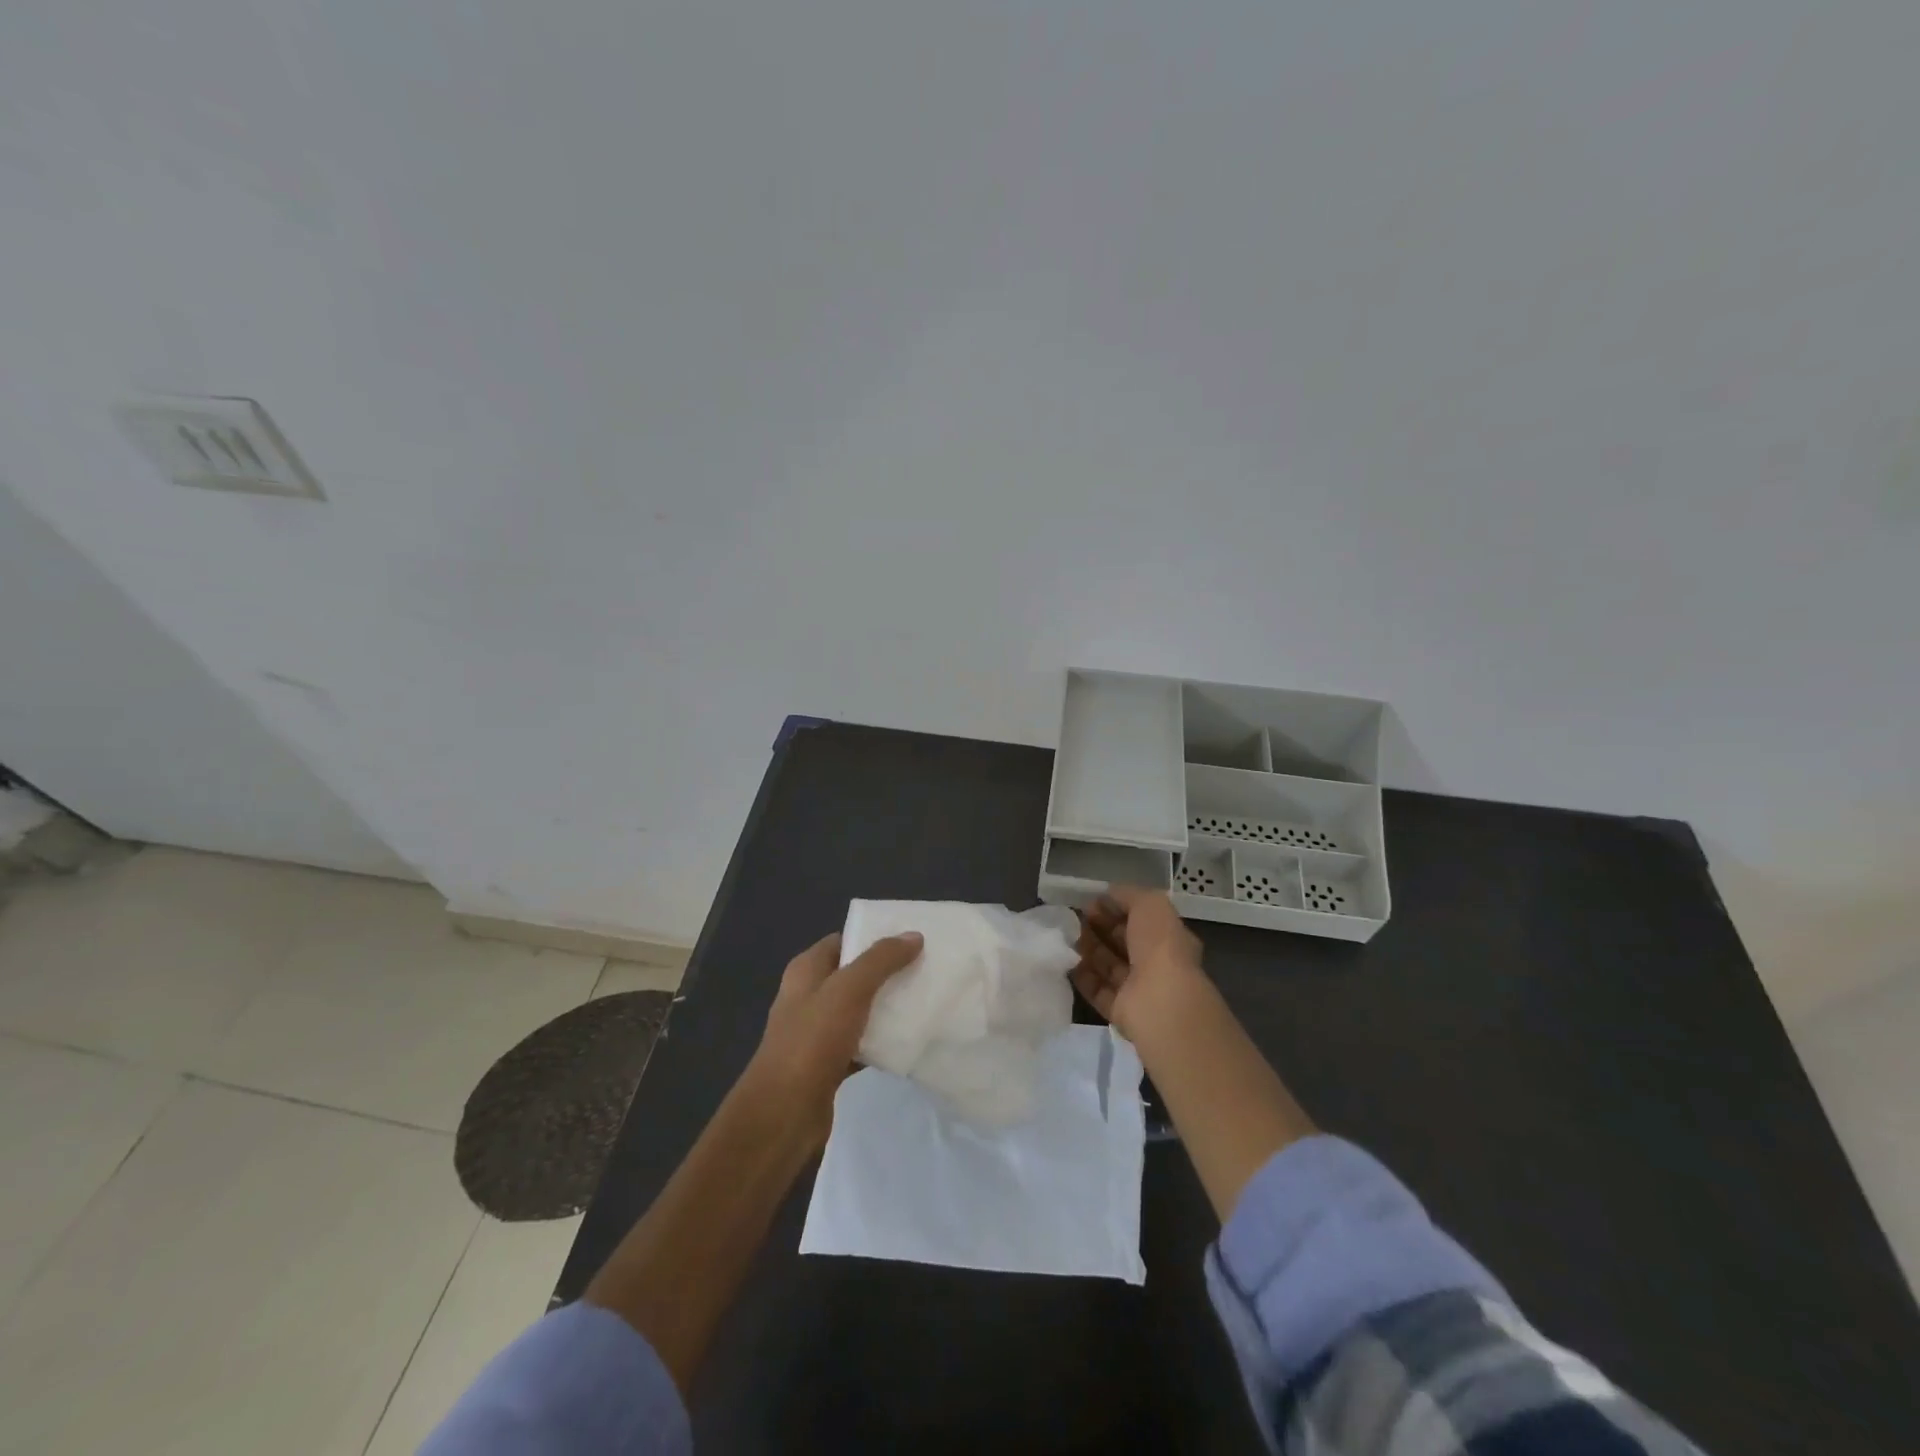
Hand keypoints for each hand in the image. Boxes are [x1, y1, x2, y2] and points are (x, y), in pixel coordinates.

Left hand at [742, 930, 923, 1148]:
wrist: (784, 1113)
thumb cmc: (812, 1041)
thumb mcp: (848, 990)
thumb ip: (881, 960)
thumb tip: (913, 935)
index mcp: (806, 971)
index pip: (843, 941)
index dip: (874, 937)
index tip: (912, 939)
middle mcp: (810, 996)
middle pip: (855, 975)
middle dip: (888, 972)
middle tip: (927, 968)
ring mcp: (819, 1032)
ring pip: (861, 1010)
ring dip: (888, 1007)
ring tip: (927, 1000)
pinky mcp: (830, 1063)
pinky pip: (863, 1043)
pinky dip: (883, 1042)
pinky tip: (910, 1041)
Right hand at [1072, 886, 1206, 1042]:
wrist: (1160, 1003)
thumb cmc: (1159, 946)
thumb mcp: (1149, 904)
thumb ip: (1128, 895)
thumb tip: (1106, 896)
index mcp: (1168, 937)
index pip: (1140, 919)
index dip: (1115, 908)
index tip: (1089, 903)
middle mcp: (1156, 964)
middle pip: (1122, 942)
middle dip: (1099, 928)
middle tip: (1073, 919)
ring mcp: (1138, 990)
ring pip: (1108, 965)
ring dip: (1088, 950)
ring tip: (1065, 936)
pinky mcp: (1120, 1012)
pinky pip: (1097, 990)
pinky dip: (1082, 976)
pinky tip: (1065, 961)